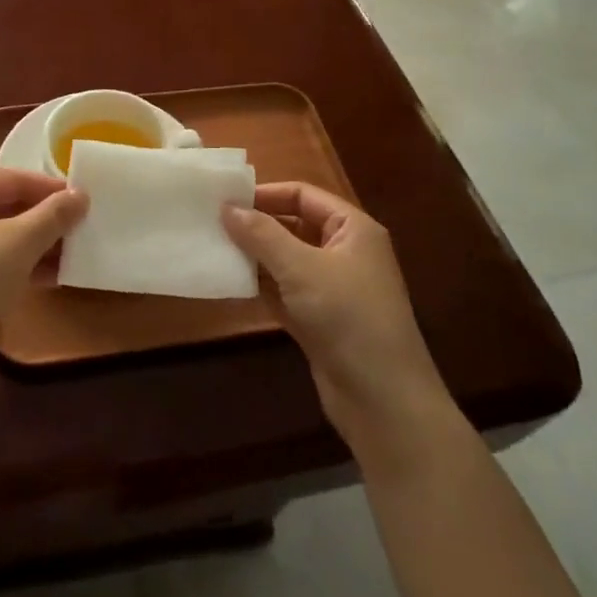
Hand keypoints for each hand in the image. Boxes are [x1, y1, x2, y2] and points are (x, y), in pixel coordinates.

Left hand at [0, 168, 86, 388]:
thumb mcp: (19, 243)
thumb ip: (53, 215)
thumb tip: (82, 194)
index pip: (10, 178)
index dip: (49, 188)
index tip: (84, 198)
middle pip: (4, 206)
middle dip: (44, 219)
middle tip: (82, 226)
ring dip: (36, 245)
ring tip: (74, 252)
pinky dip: (18, 265)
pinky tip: (52, 277)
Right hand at [224, 183, 452, 466]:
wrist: (384, 402)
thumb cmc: (348, 318)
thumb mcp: (302, 269)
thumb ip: (262, 235)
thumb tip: (227, 207)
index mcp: (352, 229)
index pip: (303, 195)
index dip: (265, 194)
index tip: (224, 199)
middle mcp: (345, 252)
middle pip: (294, 225)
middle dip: (256, 225)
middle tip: (212, 223)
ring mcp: (333, 289)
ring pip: (286, 260)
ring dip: (255, 256)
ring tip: (213, 248)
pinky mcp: (320, 320)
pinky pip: (285, 291)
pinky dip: (261, 286)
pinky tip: (229, 282)